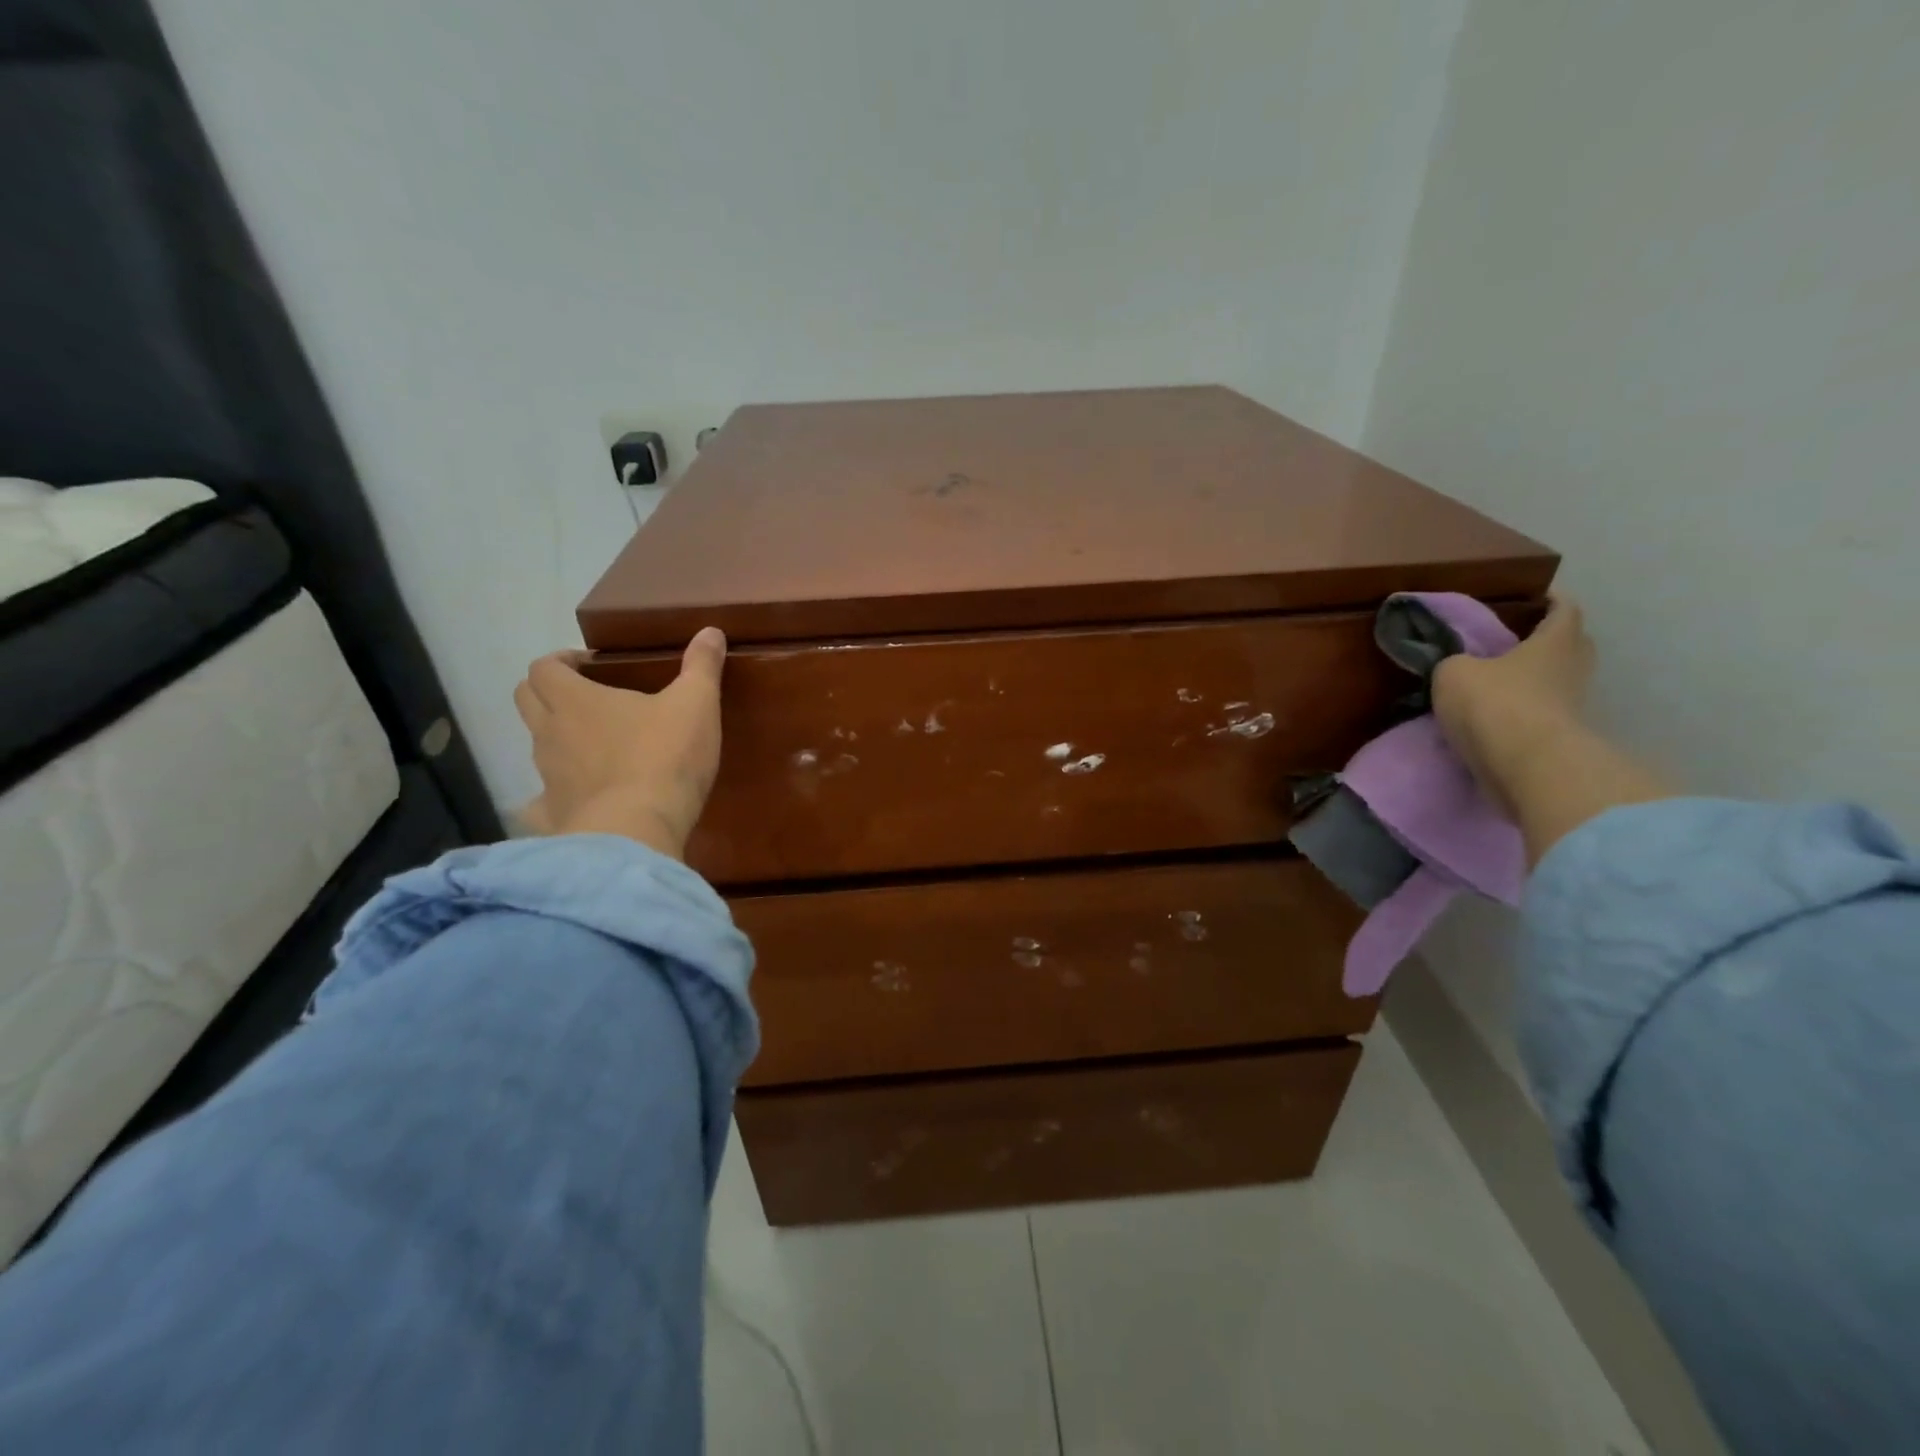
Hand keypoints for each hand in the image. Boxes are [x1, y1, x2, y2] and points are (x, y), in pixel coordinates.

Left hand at [513, 628, 726, 858]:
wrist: (638, 831)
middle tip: (584, 697)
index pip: (543, 667)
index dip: (560, 661)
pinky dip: (554, 797)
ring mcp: (546, 777)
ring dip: (556, 739)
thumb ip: (702, 666)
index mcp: (575, 700)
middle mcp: (549, 734)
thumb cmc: (665, 757)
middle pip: (525, 700)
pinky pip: (541, 803)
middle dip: (546, 692)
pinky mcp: (554, 816)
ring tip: (595, 747)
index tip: (586, 665)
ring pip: (536, 747)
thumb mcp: (696, 704)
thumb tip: (711, 631)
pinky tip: (580, 801)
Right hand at [1433, 597, 1595, 812]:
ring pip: (1556, 682)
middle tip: (1514, 640)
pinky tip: (1494, 714)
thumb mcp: (1453, 671)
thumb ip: (1455, 662)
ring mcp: (1572, 706)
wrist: (1524, 765)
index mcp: (1556, 641)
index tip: (1536, 596)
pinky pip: (1542, 713)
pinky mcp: (1561, 738)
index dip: (1552, 600)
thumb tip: (1459, 668)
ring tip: (1496, 681)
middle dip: (1547, 640)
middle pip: (1570, 646)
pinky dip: (1523, 710)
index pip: (1565, 609)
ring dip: (1533, 680)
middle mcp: (1573, 668)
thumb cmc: (1495, 702)